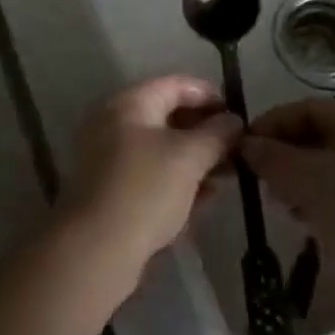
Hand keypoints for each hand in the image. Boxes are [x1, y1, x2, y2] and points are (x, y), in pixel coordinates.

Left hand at [59, 75, 241, 292]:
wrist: (96, 250)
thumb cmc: (145, 190)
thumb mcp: (189, 158)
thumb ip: (216, 135)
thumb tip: (234, 120)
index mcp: (129, 103)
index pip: (176, 85)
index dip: (210, 96)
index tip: (238, 116)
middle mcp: (114, 122)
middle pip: (168, 115)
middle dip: (205, 131)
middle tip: (236, 149)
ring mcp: (109, 157)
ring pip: (161, 148)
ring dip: (195, 158)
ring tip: (227, 175)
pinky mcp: (111, 189)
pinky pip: (151, 174)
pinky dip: (177, 179)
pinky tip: (204, 198)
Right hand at [240, 97, 334, 311]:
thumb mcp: (310, 183)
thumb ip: (273, 158)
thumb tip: (245, 144)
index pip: (307, 109)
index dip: (271, 124)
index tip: (241, 148)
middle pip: (317, 136)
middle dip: (284, 155)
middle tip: (258, 180)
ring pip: (327, 166)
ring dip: (297, 180)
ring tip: (279, 204)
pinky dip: (317, 200)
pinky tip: (303, 222)